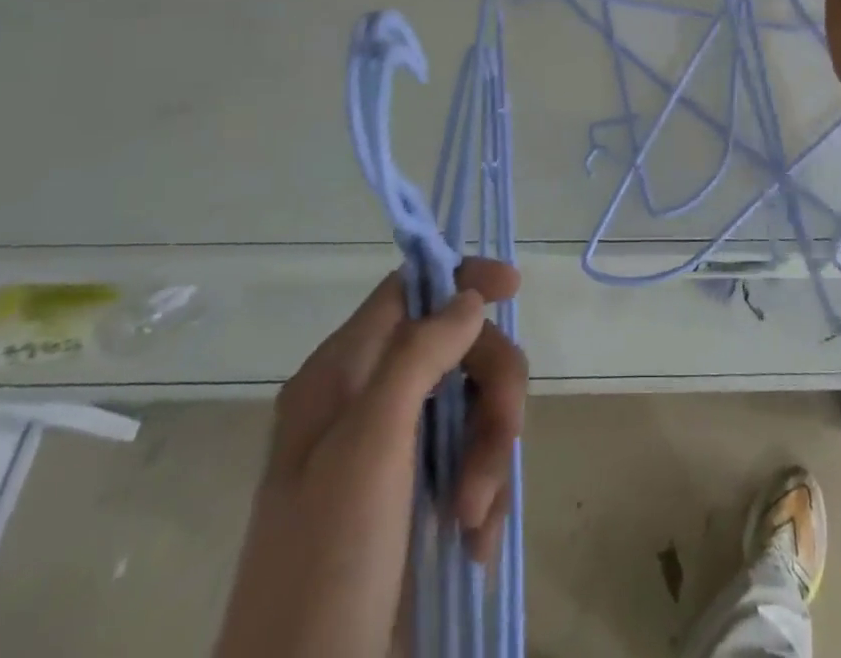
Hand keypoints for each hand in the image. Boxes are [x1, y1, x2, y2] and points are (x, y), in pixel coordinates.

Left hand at [213, 259, 525, 657]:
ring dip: (491, 454)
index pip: (408, 290)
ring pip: (474, 407)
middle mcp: (369, 402)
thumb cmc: (327, 562)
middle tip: (504, 438)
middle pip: (457, 349)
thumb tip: (468, 295)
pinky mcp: (420, 500)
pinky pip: (475, 463)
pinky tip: (474, 542)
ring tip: (473, 518)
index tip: (513, 289)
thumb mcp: (370, 446)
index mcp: (342, 375)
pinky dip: (485, 495)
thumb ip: (418, 355)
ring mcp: (396, 453)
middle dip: (491, 391)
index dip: (461, 279)